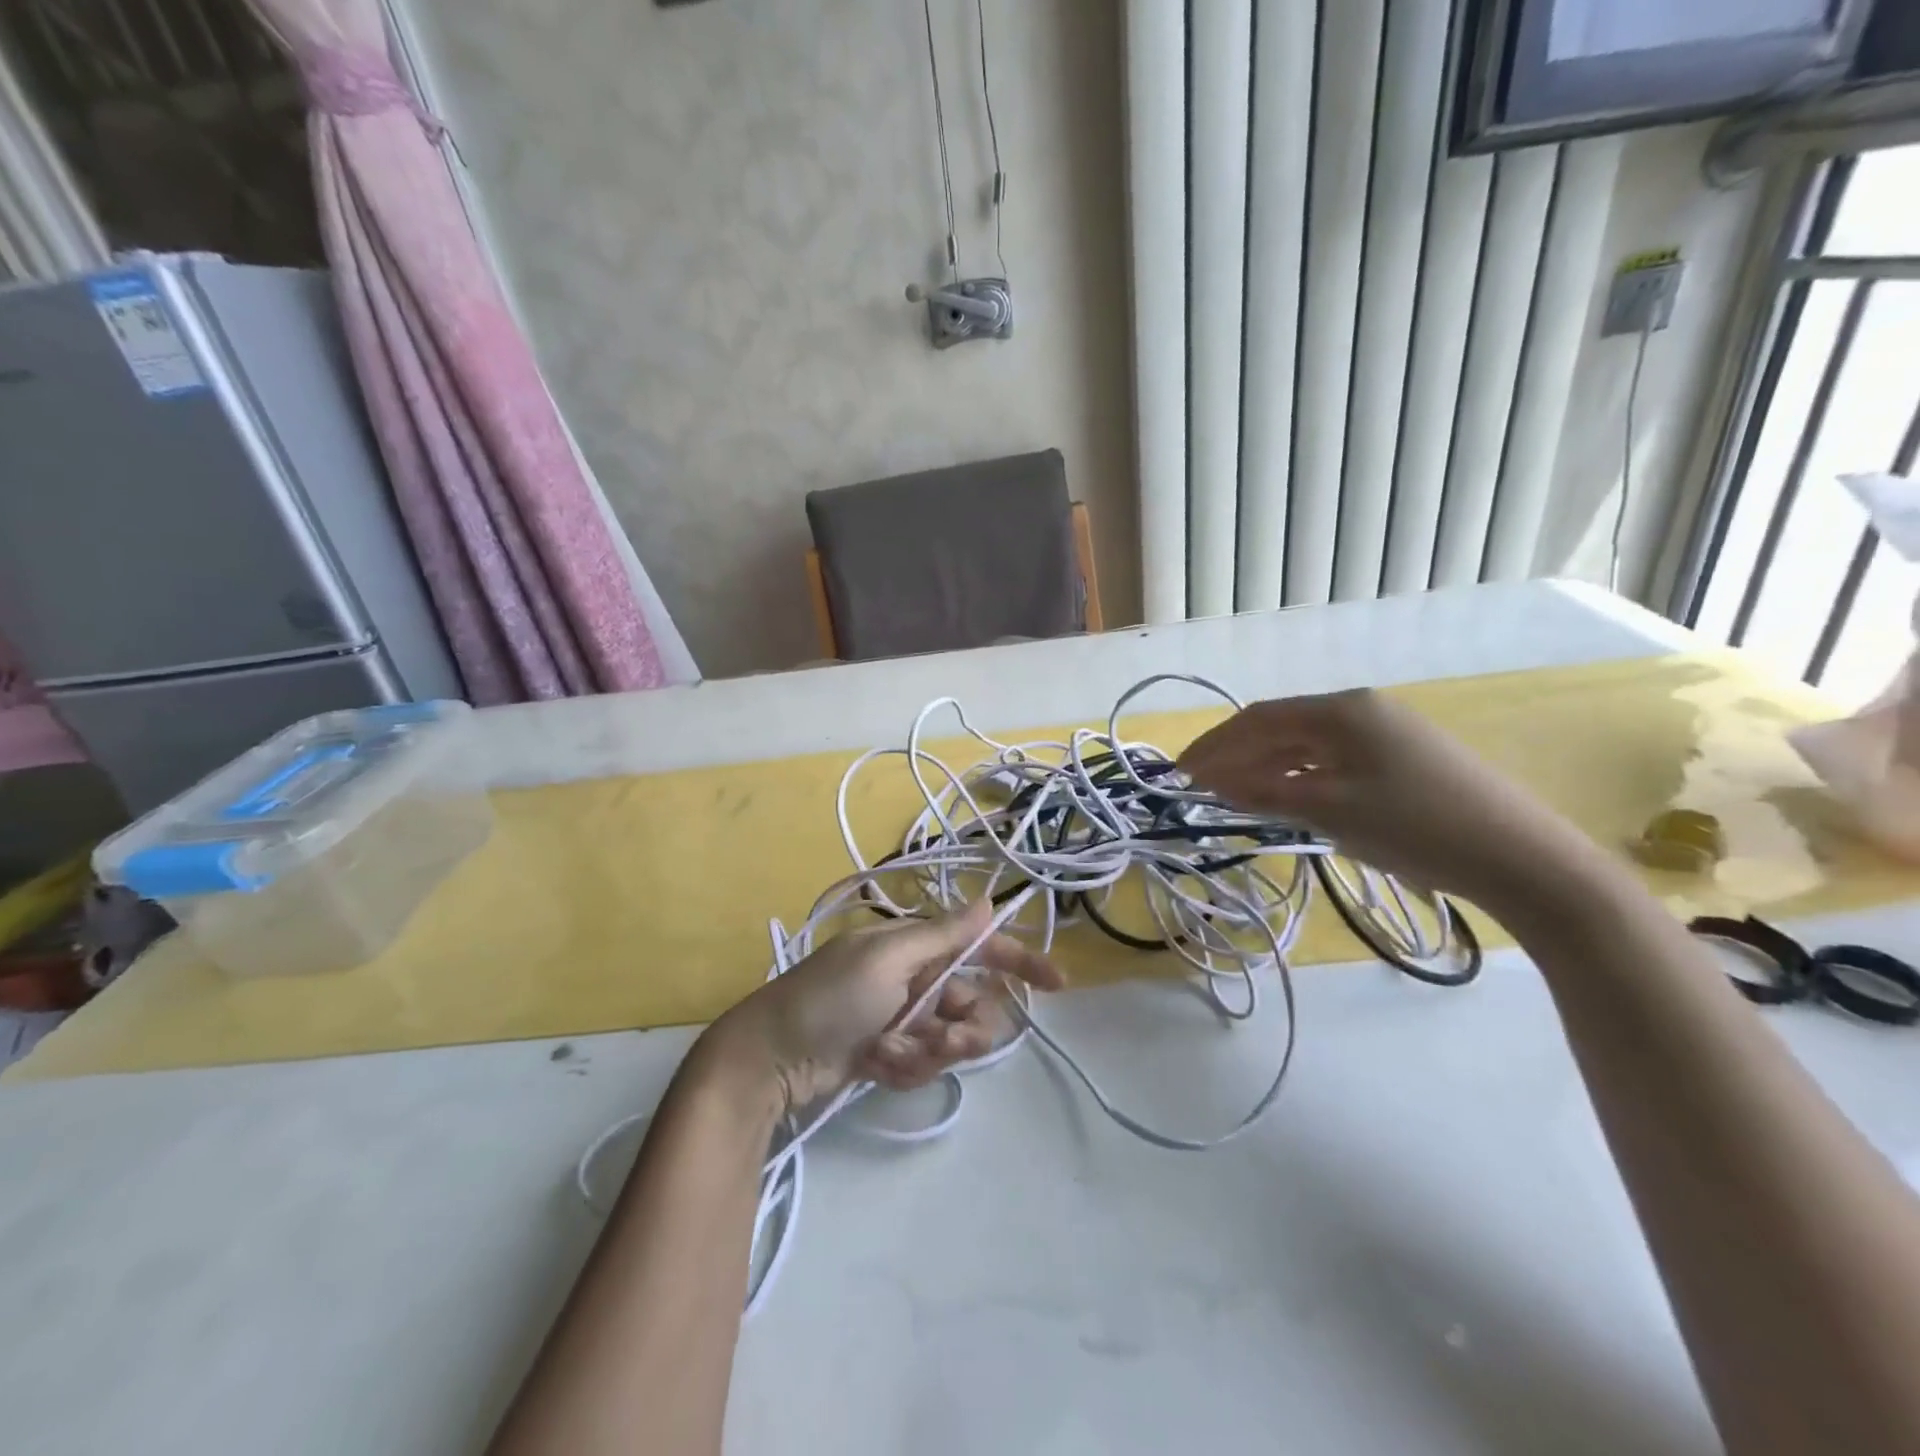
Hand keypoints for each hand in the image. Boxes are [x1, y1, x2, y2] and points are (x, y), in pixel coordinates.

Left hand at [705, 900, 1063, 1116]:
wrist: (770, 1058)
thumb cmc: (829, 997)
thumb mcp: (887, 959)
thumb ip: (943, 935)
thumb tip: (989, 900)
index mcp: (914, 948)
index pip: (979, 948)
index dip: (1019, 960)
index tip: (1057, 984)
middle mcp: (914, 980)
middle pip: (971, 1004)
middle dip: (963, 1027)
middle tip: (941, 1039)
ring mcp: (902, 1020)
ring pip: (950, 1040)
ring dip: (926, 1051)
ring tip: (889, 1053)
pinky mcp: (889, 1055)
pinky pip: (922, 1065)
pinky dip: (904, 1068)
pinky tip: (874, 1065)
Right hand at [1176, 688, 1600, 909]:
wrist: (1520, 857)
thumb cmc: (1415, 826)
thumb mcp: (1329, 809)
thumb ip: (1265, 792)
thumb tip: (1213, 782)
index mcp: (1341, 710)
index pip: (1258, 720)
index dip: (1214, 745)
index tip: (1179, 773)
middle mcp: (1361, 710)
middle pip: (1280, 728)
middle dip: (1235, 756)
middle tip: (1198, 786)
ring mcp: (1386, 733)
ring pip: (1306, 746)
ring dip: (1265, 768)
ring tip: (1232, 795)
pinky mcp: (1403, 760)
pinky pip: (1332, 761)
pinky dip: (1299, 777)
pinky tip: (1285, 797)